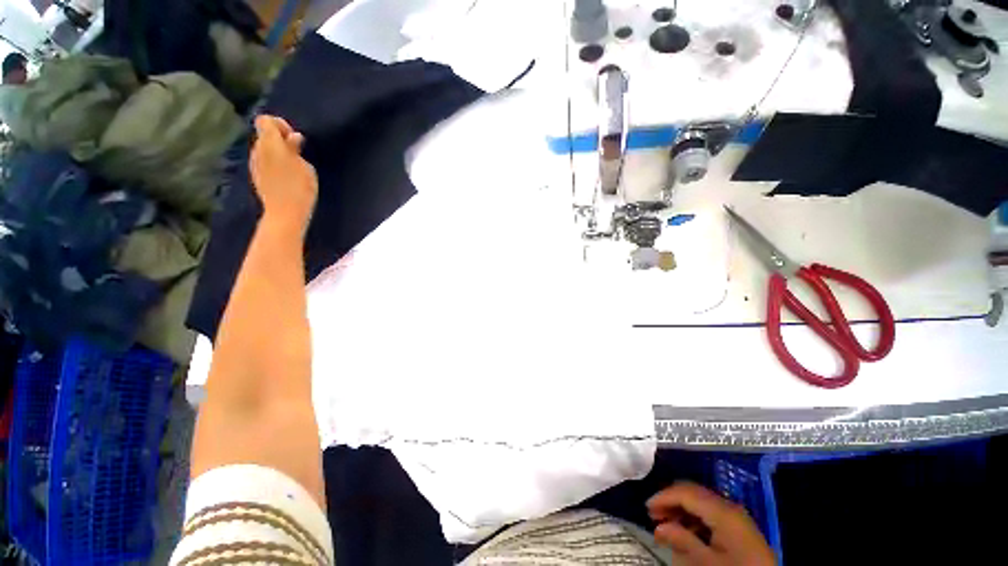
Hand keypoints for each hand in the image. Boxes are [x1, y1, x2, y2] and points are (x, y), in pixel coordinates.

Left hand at [250, 115, 317, 233]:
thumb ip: (296, 149)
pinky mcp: (257, 177)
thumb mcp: (306, 166)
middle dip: (280, 140)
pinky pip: (264, 163)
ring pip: (264, 150)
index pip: (265, 120)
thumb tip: (293, 138)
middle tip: (298, 154)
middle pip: (265, 135)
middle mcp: (257, 150)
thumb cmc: (300, 188)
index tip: (295, 139)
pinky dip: (274, 165)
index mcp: (269, 143)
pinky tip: (287, 178)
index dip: (280, 124)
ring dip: (278, 154)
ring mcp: (254, 164)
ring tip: (295, 168)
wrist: (284, 213)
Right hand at [647, 482, 774, 565]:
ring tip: (667, 526)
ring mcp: (736, 516)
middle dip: (671, 501)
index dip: (662, 497)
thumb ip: (682, 541)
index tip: (646, 508)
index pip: (685, 492)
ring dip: (681, 510)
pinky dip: (694, 518)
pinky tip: (688, 533)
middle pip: (693, 492)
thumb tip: (659, 527)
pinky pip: (711, 513)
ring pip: (701, 502)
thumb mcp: (707, 562)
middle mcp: (729, 506)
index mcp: (722, 510)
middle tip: (654, 516)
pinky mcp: (739, 527)